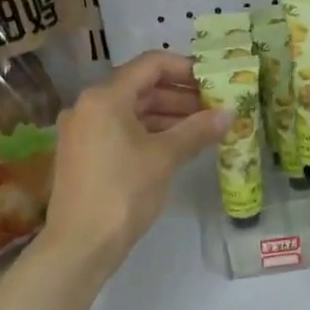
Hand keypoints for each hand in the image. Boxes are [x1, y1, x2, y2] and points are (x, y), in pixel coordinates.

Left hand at [42, 50, 226, 272]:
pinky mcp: (82, 153)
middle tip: (214, 106)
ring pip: (131, 110)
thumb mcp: (165, 158)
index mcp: (105, 97)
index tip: (213, 81)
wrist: (80, 245)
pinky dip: (149, 132)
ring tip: (202, 127)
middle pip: (141, 87)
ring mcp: (82, 130)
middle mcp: (88, 105)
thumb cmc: (123, 192)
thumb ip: (197, 130)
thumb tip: (229, 113)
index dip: (185, 69)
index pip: (151, 64)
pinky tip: (176, 145)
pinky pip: (120, 130)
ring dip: (167, 115)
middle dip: (180, 95)